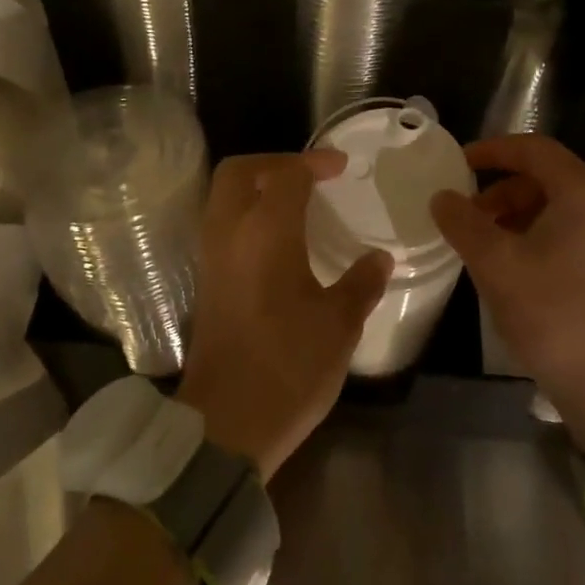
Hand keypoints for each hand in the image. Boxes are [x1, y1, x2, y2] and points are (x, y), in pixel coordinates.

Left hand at [178, 151, 392, 480]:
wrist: (227, 421)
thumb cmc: (289, 366)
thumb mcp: (339, 325)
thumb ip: (361, 283)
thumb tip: (379, 259)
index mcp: (265, 233)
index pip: (286, 174)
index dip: (314, 162)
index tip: (341, 167)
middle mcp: (229, 234)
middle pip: (238, 172)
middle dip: (274, 163)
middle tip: (310, 176)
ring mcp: (211, 258)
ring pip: (223, 198)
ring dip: (256, 188)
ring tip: (297, 204)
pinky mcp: (206, 282)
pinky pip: (222, 226)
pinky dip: (246, 216)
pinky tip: (279, 242)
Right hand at [430, 134, 584, 482]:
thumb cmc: (552, 313)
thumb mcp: (495, 263)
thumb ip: (463, 222)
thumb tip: (441, 197)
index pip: (533, 149)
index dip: (490, 150)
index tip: (455, 163)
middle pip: (545, 177)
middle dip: (499, 190)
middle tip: (463, 214)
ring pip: (556, 206)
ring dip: (514, 214)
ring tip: (480, 242)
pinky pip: (570, 231)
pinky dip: (534, 235)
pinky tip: (509, 264)